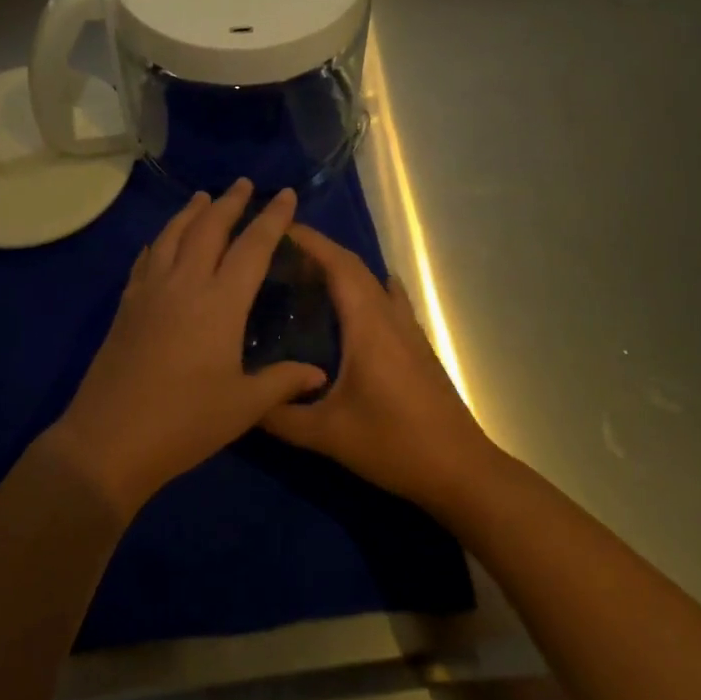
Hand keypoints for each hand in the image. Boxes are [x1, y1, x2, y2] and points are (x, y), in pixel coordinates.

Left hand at [48, 181, 328, 517]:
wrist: (110, 438)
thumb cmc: (185, 422)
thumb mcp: (243, 407)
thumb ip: (282, 382)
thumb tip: (317, 372)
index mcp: (220, 302)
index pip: (253, 247)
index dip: (272, 218)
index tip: (285, 193)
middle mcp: (185, 283)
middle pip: (209, 228)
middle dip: (229, 202)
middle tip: (243, 183)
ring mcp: (151, 290)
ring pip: (173, 235)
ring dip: (191, 212)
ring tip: (203, 197)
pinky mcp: (127, 304)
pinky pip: (146, 258)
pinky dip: (159, 241)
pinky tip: (160, 241)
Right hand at [260, 224, 496, 516]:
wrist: (461, 471)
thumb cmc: (394, 445)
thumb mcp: (328, 435)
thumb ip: (279, 416)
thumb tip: (239, 399)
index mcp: (367, 325)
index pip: (338, 265)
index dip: (309, 241)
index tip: (277, 228)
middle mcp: (388, 316)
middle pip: (353, 266)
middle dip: (318, 251)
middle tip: (278, 254)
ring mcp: (407, 329)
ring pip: (372, 281)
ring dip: (341, 269)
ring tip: (305, 276)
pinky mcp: (417, 346)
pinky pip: (387, 300)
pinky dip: (364, 287)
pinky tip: (353, 302)